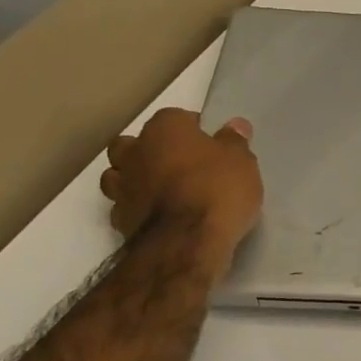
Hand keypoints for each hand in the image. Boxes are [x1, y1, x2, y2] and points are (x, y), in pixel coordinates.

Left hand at [101, 109, 263, 273]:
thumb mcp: (241, 162)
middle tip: (178, 165)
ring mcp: (122, 187)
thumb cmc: (217, 191)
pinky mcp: (118, 219)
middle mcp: (135, 152)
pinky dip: (137, 208)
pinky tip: (157, 217)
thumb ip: (235, 142)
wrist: (185, 243)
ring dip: (135, 179)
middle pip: (134, 143)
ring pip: (119, 174)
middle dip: (151, 150)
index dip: (194, 130)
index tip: (210, 145)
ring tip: (162, 192)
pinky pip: (124, 206)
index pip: (176, 118)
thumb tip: (235, 125)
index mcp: (165, 129)